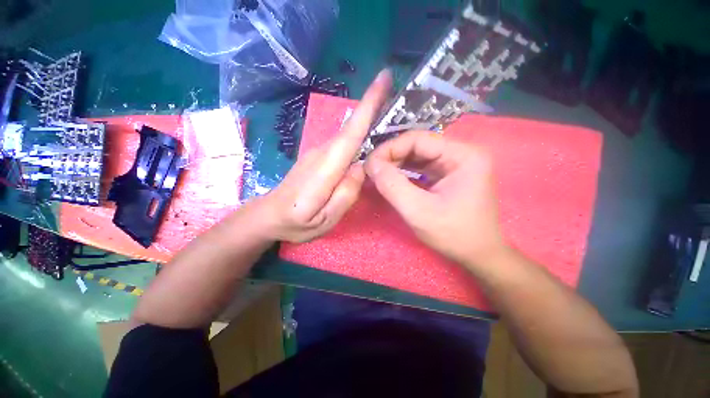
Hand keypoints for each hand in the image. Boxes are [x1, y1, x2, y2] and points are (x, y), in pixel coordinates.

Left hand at [256, 70, 391, 242]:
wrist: (269, 215)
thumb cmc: (296, 222)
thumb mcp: (324, 219)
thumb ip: (345, 195)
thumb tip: (361, 168)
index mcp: (325, 169)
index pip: (351, 133)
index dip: (368, 105)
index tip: (384, 78)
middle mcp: (322, 153)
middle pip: (352, 128)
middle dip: (374, 107)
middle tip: (396, 94)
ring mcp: (318, 153)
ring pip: (348, 135)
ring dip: (368, 122)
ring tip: (388, 116)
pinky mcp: (318, 157)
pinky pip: (342, 144)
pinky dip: (357, 137)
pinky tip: (368, 140)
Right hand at [364, 131, 506, 267]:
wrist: (477, 254)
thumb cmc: (453, 235)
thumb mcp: (418, 211)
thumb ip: (392, 185)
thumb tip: (370, 164)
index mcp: (463, 156)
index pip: (418, 139)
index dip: (389, 149)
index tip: (369, 164)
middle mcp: (461, 153)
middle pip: (417, 145)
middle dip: (391, 157)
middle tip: (371, 171)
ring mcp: (455, 163)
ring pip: (417, 155)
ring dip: (396, 164)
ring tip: (378, 174)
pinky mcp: (448, 174)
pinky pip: (421, 166)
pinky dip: (404, 171)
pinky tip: (391, 178)